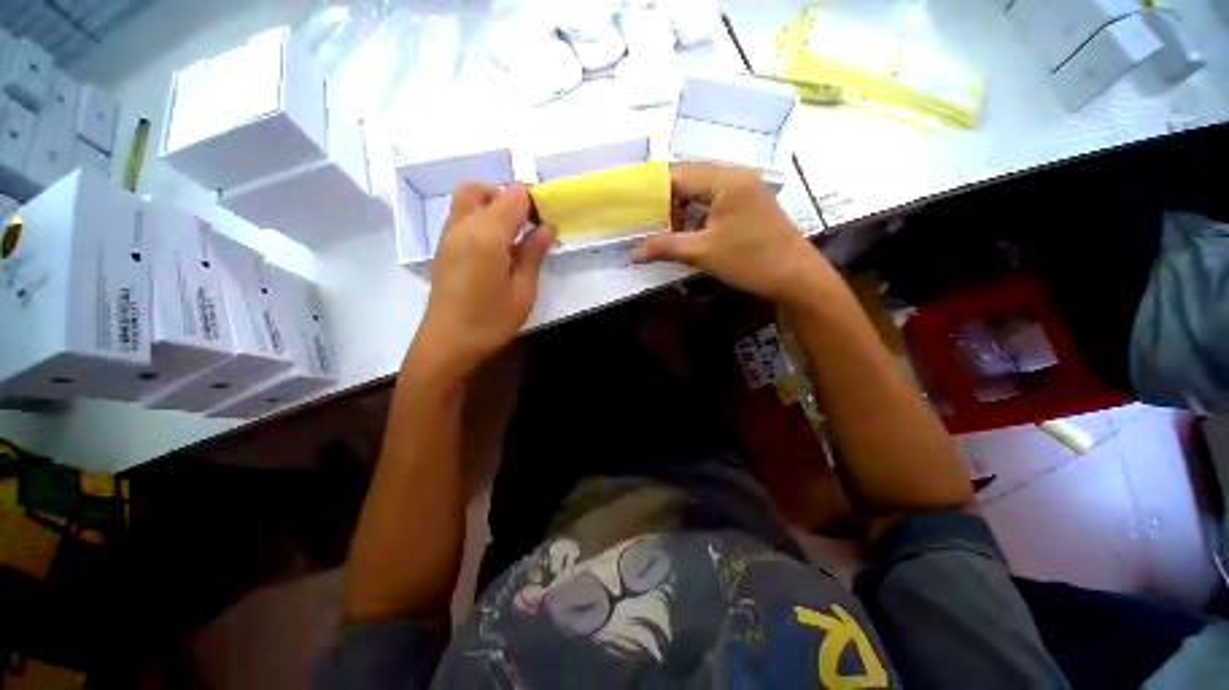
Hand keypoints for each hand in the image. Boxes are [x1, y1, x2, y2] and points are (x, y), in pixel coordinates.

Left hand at [412, 183, 553, 377]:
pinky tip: (497, 248)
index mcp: (487, 235)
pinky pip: (462, 217)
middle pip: (482, 189)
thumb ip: (533, 254)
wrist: (448, 343)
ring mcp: (449, 236)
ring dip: (493, 205)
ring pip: (468, 200)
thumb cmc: (491, 320)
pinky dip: (481, 218)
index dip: (533, 198)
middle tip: (528, 221)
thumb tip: (546, 227)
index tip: (548, 216)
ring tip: (515, 236)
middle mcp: (463, 226)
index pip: (513, 196)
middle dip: (508, 196)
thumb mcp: (523, 290)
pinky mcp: (444, 249)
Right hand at [630, 164, 833, 303]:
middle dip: (665, 202)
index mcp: (725, 179)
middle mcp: (735, 176)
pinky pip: (714, 202)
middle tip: (646, 222)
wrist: (795, 277)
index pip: (677, 175)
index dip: (651, 191)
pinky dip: (697, 216)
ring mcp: (744, 189)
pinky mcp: (748, 204)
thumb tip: (633, 253)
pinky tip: (688, 233)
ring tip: (664, 231)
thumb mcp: (702, 253)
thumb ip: (665, 247)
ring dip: (681, 210)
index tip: (633, 208)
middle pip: (689, 180)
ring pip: (701, 191)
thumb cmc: (749, 260)